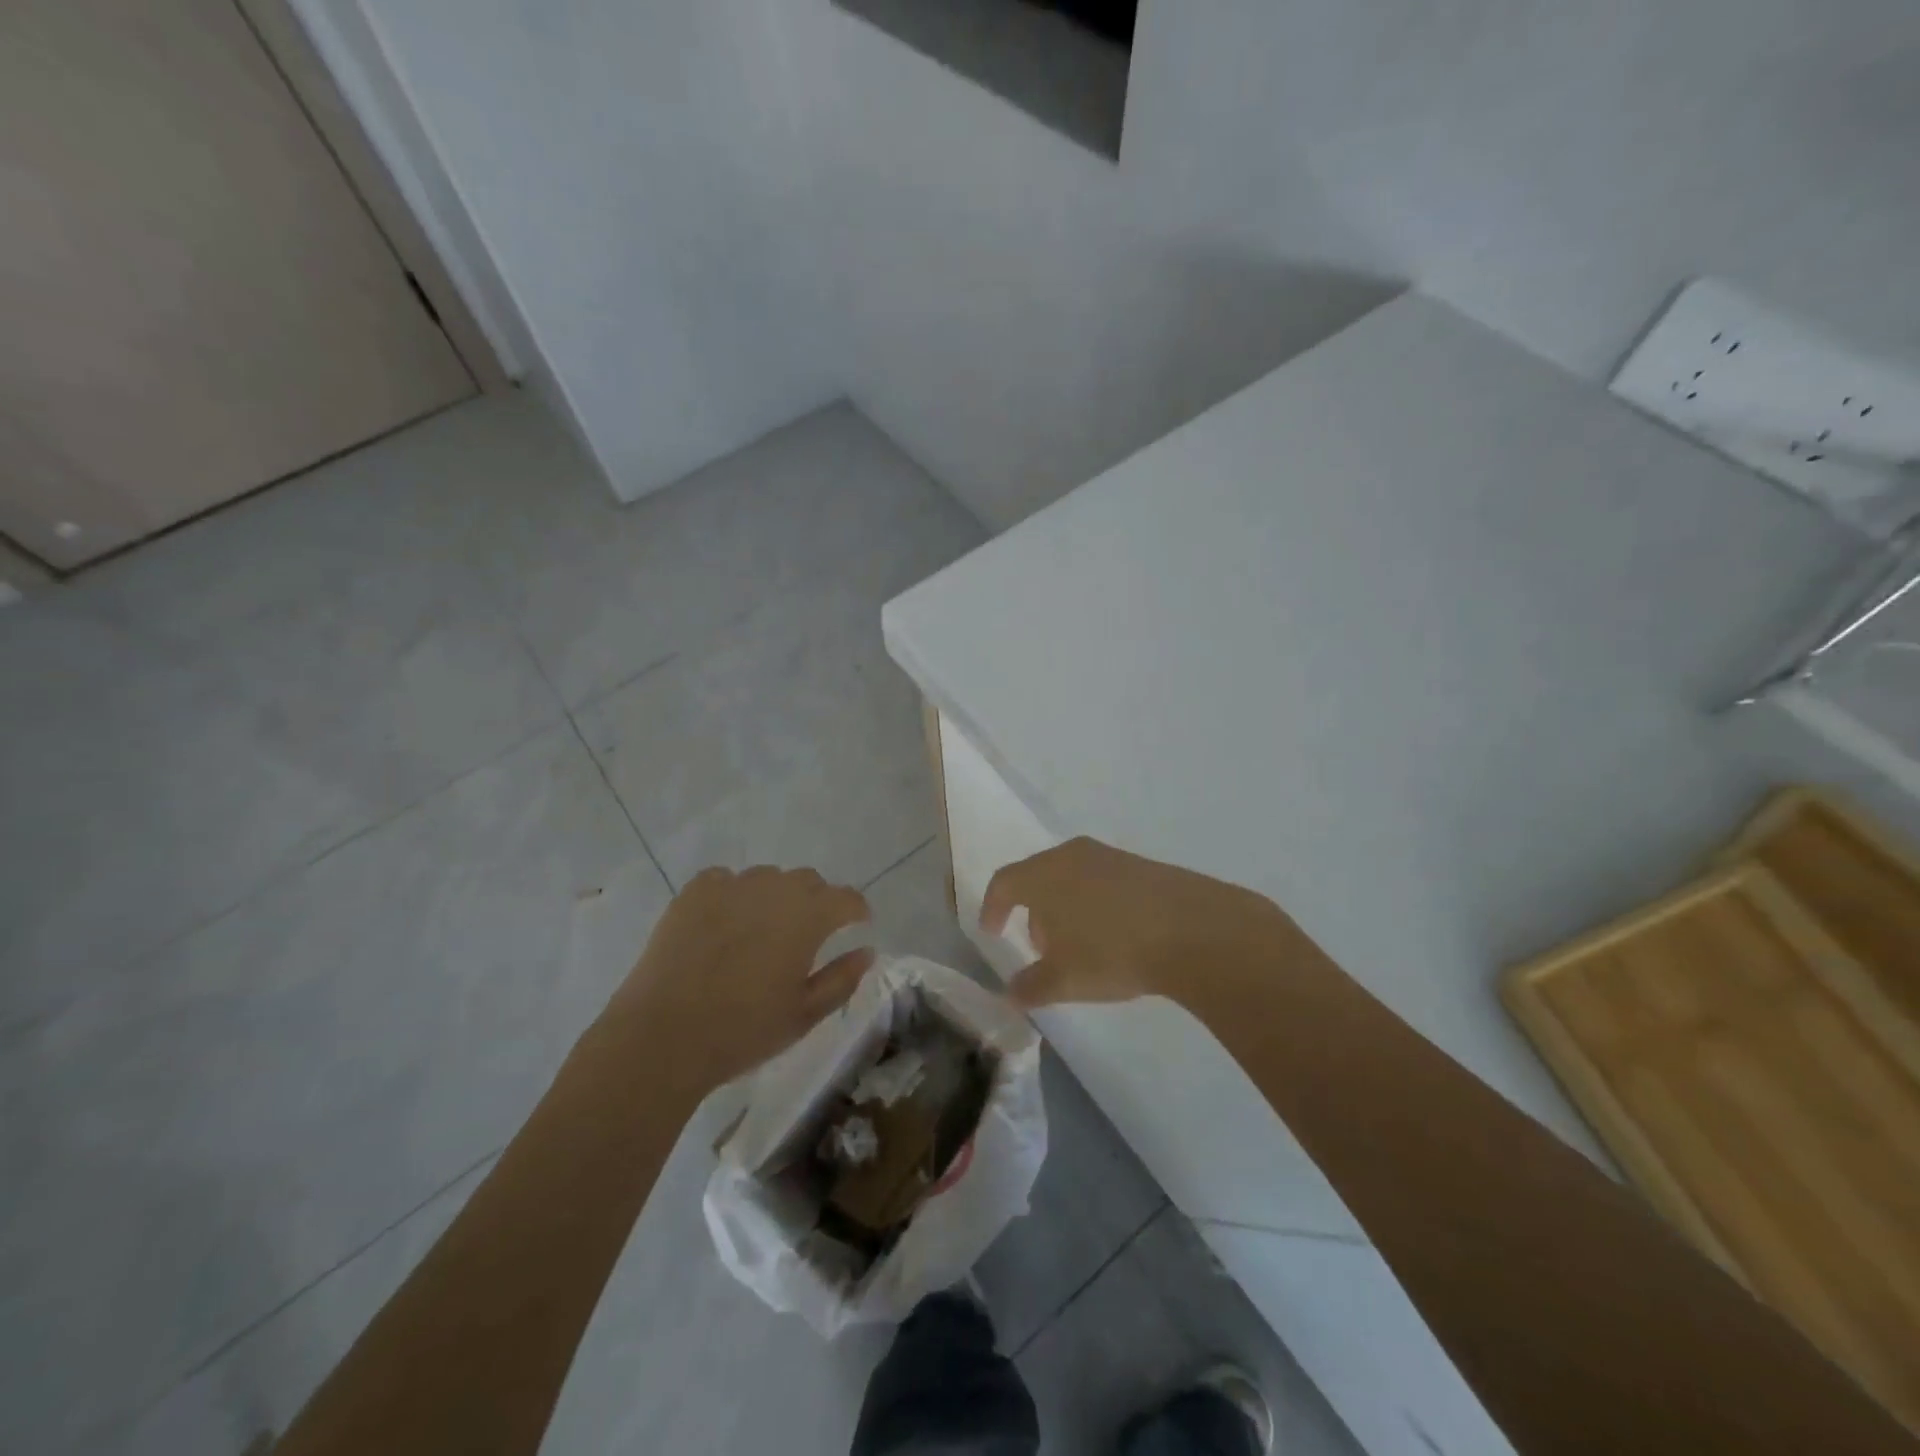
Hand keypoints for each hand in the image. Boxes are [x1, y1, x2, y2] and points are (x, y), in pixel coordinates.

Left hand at [607, 865, 873, 1094]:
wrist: (663, 1036)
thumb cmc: (743, 1030)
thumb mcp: (804, 1015)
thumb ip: (841, 979)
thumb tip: (866, 951)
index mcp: (807, 917)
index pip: (846, 898)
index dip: (856, 909)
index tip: (857, 923)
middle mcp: (774, 890)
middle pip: (808, 880)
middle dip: (817, 901)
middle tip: (808, 934)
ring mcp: (731, 886)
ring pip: (767, 877)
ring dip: (775, 896)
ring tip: (762, 929)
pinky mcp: (694, 893)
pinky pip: (725, 880)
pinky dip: (734, 894)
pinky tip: (725, 922)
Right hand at [980, 837, 1290, 1009]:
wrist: (1193, 929)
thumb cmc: (1112, 951)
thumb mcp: (1064, 980)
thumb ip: (1030, 987)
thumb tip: (1010, 993)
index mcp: (1042, 875)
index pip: (1003, 883)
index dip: (992, 907)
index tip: (992, 930)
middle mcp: (1070, 855)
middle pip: (1037, 878)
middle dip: (1032, 912)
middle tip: (1040, 948)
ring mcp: (1108, 856)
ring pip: (1071, 878)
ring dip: (1065, 908)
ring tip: (1078, 946)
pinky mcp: (1141, 864)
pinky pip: (1102, 881)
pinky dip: (1094, 904)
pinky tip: (1114, 935)